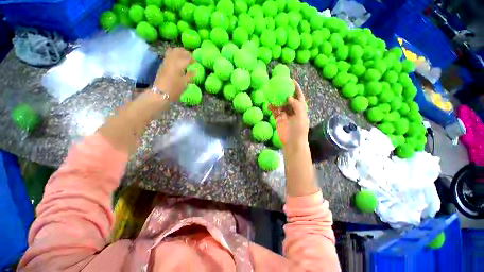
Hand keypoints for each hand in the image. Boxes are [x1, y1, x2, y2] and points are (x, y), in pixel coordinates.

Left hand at [153, 47, 193, 100]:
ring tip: (183, 55)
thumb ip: (190, 75)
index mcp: (179, 64)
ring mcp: (166, 61)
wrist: (161, 93)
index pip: (187, 58)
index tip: (196, 61)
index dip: (192, 59)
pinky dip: (173, 54)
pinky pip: (168, 55)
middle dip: (185, 52)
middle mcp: (172, 60)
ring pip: (172, 51)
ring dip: (178, 51)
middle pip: (179, 51)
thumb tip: (195, 70)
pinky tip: (176, 59)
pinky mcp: (162, 65)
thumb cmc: (175, 89)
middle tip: (190, 56)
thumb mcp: (185, 83)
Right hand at [270, 80, 308, 147]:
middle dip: (285, 92)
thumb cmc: (299, 129)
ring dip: (276, 99)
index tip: (292, 80)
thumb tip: (289, 97)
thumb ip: (296, 105)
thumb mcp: (301, 116)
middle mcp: (293, 110)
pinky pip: (275, 111)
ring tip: (272, 94)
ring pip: (280, 104)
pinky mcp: (279, 119)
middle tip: (279, 85)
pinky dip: (272, 108)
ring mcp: (285, 114)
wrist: (292, 141)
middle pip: (288, 99)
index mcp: (300, 108)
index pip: (299, 96)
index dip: (296, 88)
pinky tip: (268, 104)